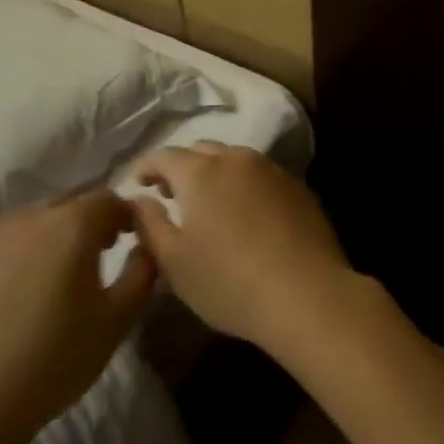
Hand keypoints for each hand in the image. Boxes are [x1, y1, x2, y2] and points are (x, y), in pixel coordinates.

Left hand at [0, 190, 153, 443]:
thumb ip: (143, 271)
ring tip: (52, 276)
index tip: (130, 240)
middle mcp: (28, 219)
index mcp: (72, 225)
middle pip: (67, 205)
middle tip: (96, 256)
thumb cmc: (55, 359)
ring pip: (28, 223)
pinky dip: (13, 258)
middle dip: (87, 223)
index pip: (109, 199)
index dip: (125, 216)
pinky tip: (12, 296)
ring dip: (48, 237)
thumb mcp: (119, 318)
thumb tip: (146, 246)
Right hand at [129, 142, 356, 355]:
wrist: (307, 293)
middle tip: (170, 194)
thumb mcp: (174, 262)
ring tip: (208, 204)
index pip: (164, 155)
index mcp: (201, 173)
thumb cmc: (229, 283)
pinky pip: (262, 175)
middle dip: (181, 167)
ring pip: (235, 159)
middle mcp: (238, 160)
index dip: (146, 166)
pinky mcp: (298, 187)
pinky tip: (245, 213)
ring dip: (215, 173)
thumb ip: (149, 224)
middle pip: (202, 150)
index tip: (137, 184)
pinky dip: (244, 184)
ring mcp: (273, 171)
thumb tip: (139, 199)